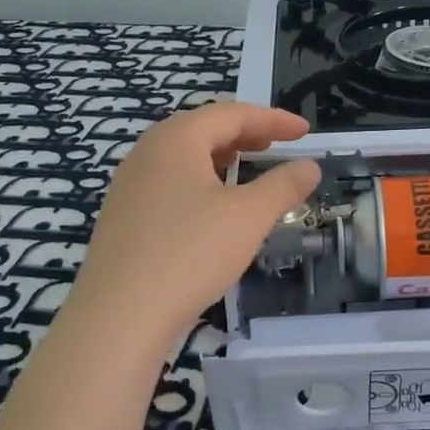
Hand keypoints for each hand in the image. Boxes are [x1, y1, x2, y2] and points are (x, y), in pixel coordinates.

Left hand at [66, 102, 320, 346]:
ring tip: (246, 167)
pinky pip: (168, 182)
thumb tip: (310, 166)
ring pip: (182, 156)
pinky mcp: (123, 216)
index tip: (305, 131)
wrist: (119, 315)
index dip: (272, 119)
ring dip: (220, 157)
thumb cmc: (191, 253)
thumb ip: (283, 185)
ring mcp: (129, 185)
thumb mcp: (249, 216)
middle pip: (202, 129)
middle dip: (244, 133)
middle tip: (277, 144)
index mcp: (176, 138)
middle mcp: (147, 152)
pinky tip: (211, 207)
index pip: (231, 114)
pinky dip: (199, 181)